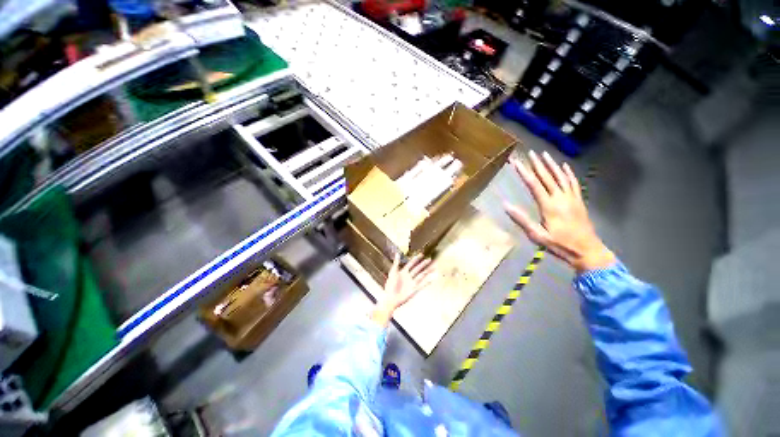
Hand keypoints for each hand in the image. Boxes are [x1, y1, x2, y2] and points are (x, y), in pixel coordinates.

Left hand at [371, 254, 434, 326]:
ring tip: (434, 267)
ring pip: (421, 275)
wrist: (390, 298)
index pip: (411, 263)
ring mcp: (412, 283)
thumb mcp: (392, 273)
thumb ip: (396, 263)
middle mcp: (409, 276)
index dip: (416, 259)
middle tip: (429, 259)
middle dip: (423, 264)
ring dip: (427, 271)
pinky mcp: (414, 290)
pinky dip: (427, 282)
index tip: (421, 254)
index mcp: (403, 272)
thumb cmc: (390, 286)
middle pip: (418, 268)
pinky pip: (422, 285)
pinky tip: (432, 279)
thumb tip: (397, 253)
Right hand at [504, 150, 614, 272]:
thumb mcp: (537, 236)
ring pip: (561, 177)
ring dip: (552, 165)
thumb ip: (522, 220)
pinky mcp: (579, 201)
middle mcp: (560, 198)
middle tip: (529, 152)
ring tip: (544, 154)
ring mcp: (572, 198)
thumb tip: (506, 206)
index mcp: (549, 206)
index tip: (516, 162)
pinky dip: (568, 173)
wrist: (588, 251)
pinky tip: (564, 166)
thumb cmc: (560, 245)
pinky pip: (573, 183)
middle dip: (537, 164)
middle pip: (547, 177)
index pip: (534, 184)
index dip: (524, 172)